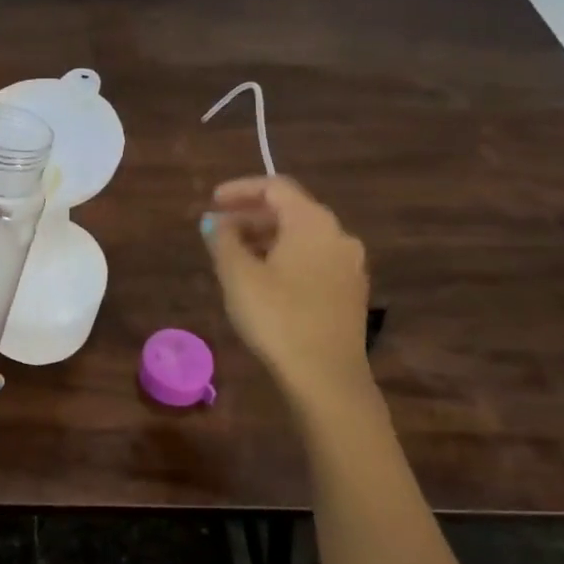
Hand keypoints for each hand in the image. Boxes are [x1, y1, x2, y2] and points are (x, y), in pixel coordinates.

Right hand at [202, 175, 373, 408]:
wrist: (326, 376)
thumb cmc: (277, 317)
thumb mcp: (237, 275)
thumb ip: (223, 240)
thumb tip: (214, 221)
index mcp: (312, 222)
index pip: (275, 187)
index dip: (240, 189)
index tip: (212, 201)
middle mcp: (337, 235)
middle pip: (291, 211)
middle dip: (251, 216)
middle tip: (218, 230)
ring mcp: (349, 265)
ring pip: (302, 237)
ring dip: (267, 238)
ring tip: (234, 255)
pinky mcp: (350, 292)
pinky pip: (313, 259)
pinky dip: (285, 258)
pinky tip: (263, 279)